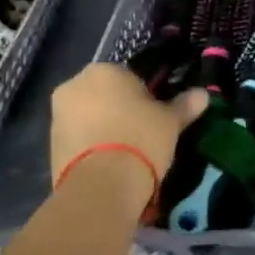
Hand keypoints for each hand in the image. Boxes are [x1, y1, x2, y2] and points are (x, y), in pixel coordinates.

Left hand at [50, 63, 204, 192]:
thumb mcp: (170, 122)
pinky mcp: (50, 143)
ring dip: (102, 128)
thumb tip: (203, 94)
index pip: (128, 77)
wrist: (101, 185)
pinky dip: (89, 146)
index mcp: (104, 70)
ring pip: (88, 116)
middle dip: (118, 110)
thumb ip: (184, 105)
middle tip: (140, 136)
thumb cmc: (141, 139)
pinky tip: (107, 165)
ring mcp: (58, 114)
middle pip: (104, 95)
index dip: (144, 98)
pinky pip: (77, 138)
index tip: (153, 118)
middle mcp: (75, 84)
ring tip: (123, 155)